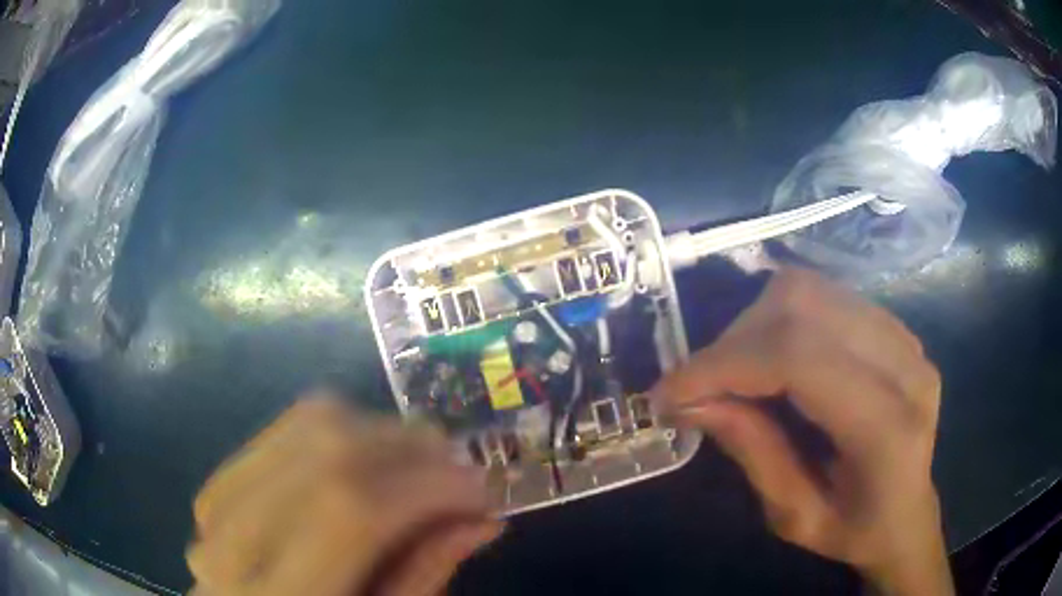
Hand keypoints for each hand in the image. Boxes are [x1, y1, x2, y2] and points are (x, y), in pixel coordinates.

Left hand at [187, 397, 499, 595]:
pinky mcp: (219, 479)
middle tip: (458, 470)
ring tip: (420, 463)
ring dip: (382, 433)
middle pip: (328, 451)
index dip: (426, 487)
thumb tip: (483, 516)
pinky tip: (371, 459)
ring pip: (309, 425)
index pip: (351, 511)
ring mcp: (216, 501)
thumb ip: (424, 576)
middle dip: (412, 449)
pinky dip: (345, 431)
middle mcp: (233, 540)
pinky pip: (289, 427)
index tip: (483, 490)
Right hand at [652, 269, 951, 594]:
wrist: (909, 515)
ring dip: (755, 326)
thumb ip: (753, 453)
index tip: (669, 392)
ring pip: (812, 290)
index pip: (799, 358)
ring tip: (736, 372)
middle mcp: (905, 367)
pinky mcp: (897, 329)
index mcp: (887, 428)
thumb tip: (692, 401)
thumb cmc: (855, 531)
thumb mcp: (795, 517)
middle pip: (804, 306)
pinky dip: (783, 320)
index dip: (725, 364)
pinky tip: (774, 360)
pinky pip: (827, 298)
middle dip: (735, 341)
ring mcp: (906, 339)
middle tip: (702, 387)